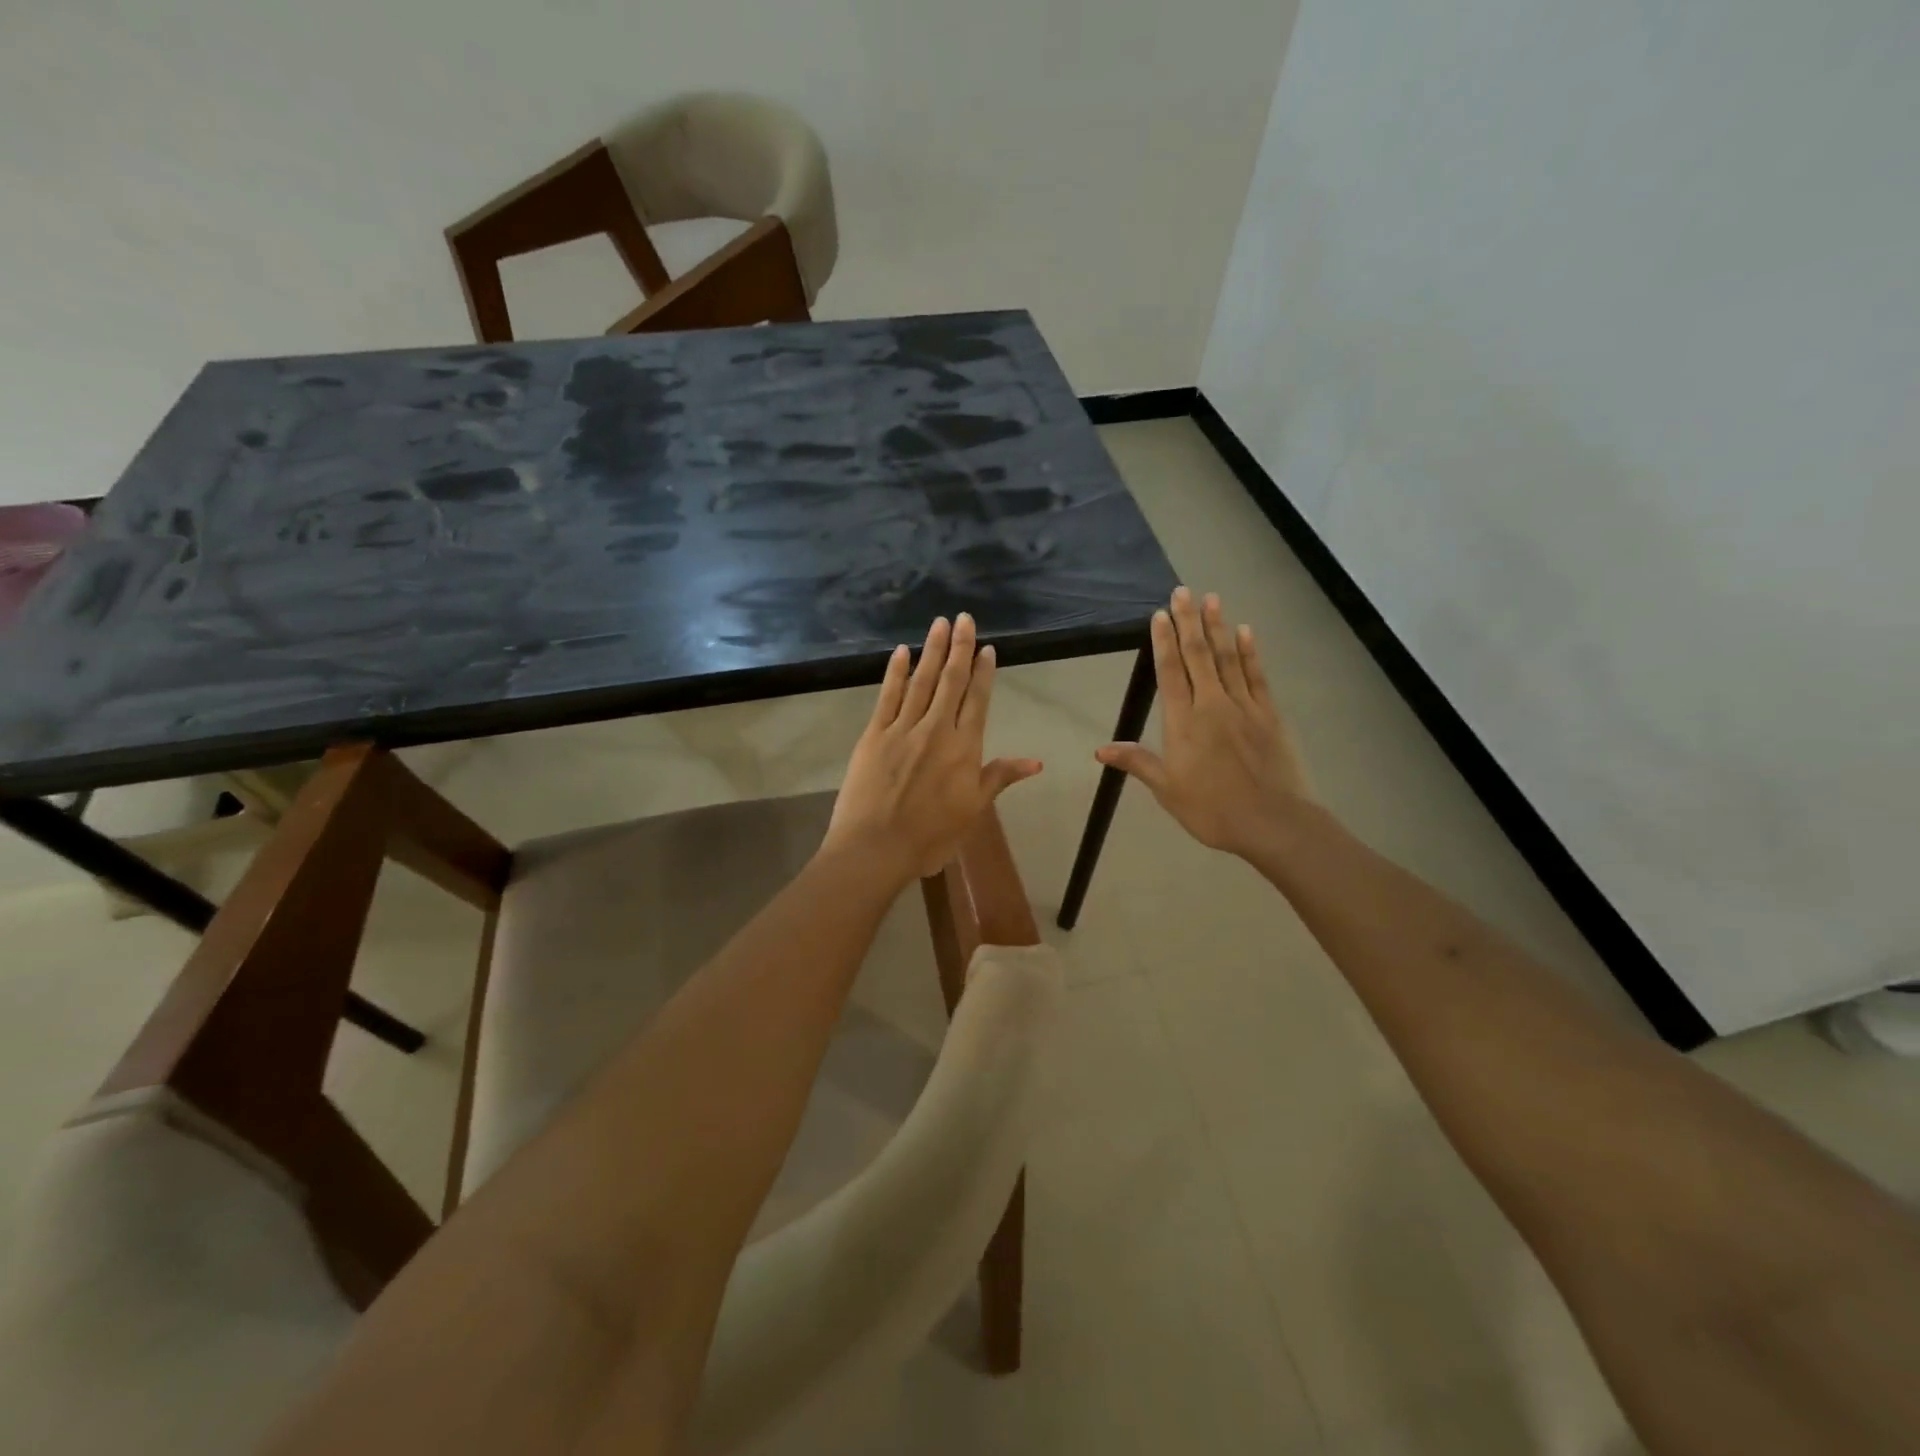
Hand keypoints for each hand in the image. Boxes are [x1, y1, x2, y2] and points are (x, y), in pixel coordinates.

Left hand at [823, 614, 1042, 882]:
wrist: (876, 847)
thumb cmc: (930, 836)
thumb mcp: (973, 810)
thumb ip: (999, 777)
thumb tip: (1036, 761)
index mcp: (964, 748)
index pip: (977, 701)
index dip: (984, 672)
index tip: (988, 648)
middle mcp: (936, 729)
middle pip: (951, 681)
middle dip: (960, 648)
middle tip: (964, 618)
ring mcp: (903, 728)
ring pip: (921, 681)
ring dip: (932, 651)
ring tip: (940, 624)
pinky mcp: (874, 734)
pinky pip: (887, 696)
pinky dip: (895, 672)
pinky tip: (901, 652)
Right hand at [1096, 587, 1313, 860]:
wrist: (1275, 823)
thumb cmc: (1214, 810)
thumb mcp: (1168, 790)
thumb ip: (1138, 762)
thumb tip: (1100, 750)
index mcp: (1184, 723)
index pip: (1170, 673)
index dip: (1163, 642)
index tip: (1159, 614)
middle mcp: (1212, 705)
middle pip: (1198, 655)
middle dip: (1188, 622)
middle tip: (1183, 591)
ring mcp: (1244, 706)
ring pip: (1227, 658)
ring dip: (1217, 627)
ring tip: (1211, 599)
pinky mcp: (1270, 713)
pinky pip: (1256, 675)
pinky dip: (1249, 652)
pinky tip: (1244, 631)